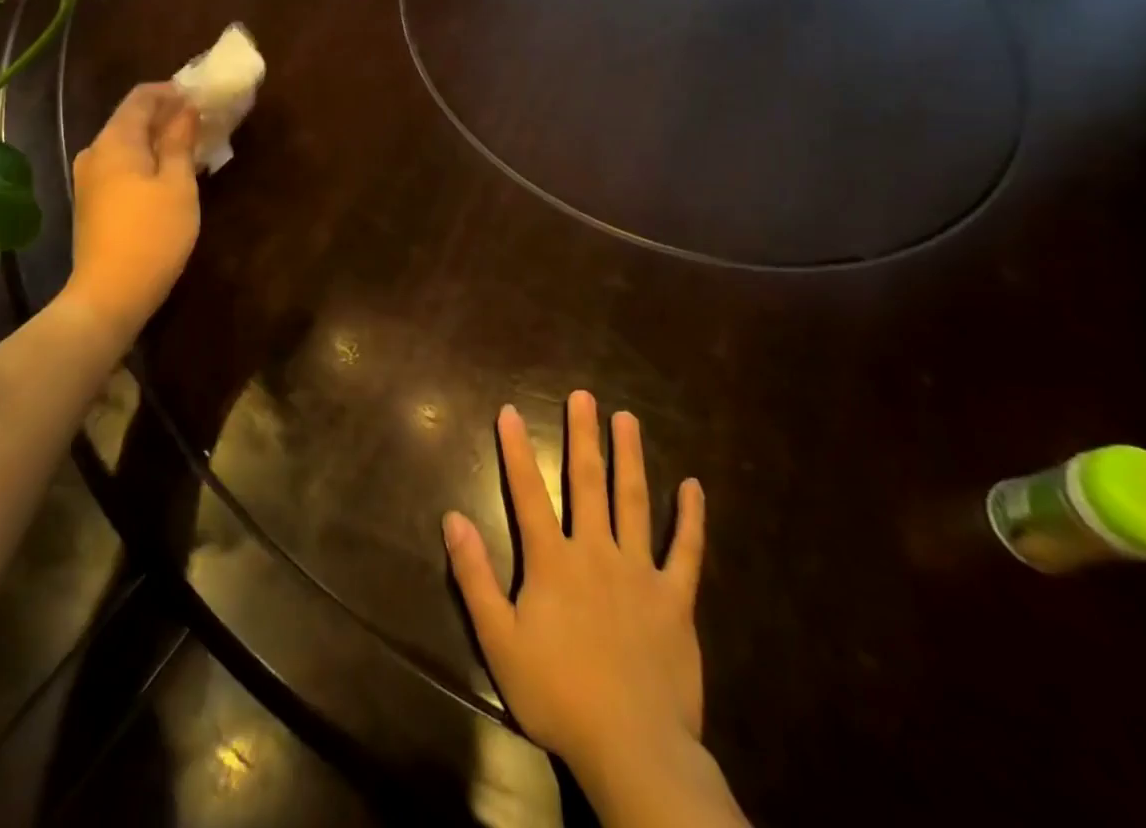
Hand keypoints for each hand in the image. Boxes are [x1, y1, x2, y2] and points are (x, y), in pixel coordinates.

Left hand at [63, 83, 200, 340]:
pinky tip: (170, 174)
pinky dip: (146, 161)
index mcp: (115, 141)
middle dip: (167, 115)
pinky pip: (121, 166)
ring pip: (127, 144)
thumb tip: (186, 109)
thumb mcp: (178, 185)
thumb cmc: (152, 235)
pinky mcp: (91, 202)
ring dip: (158, 140)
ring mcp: (89, 179)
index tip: (202, 96)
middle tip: (203, 121)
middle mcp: (95, 152)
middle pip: (131, 119)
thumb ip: (181, 142)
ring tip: (192, 147)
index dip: (172, 91)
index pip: (141, 96)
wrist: (108, 295)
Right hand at [444, 393, 744, 827]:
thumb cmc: (558, 694)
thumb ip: (475, 576)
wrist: (633, 749)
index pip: (528, 492)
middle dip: (582, 435)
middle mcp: (596, 551)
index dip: (516, 450)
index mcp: (553, 561)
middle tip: (583, 396)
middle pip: (587, 482)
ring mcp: (640, 573)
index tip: (510, 411)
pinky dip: (690, 519)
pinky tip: (693, 486)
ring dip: (629, 457)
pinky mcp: (676, 600)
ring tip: (626, 418)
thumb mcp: (499, 640)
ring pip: (634, 501)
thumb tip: (452, 518)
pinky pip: (686, 552)